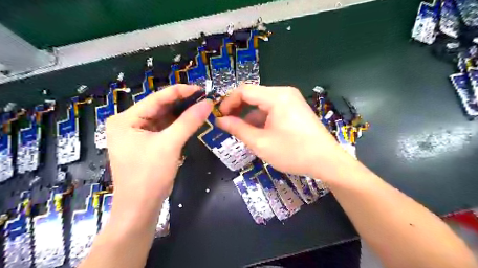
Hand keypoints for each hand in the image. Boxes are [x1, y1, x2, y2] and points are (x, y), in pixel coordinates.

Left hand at [108, 85, 211, 204]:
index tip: (201, 89)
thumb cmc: (149, 175)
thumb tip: (207, 103)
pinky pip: (164, 129)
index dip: (180, 92)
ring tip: (201, 108)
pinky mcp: (146, 144)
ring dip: (181, 114)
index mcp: (126, 119)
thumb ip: (189, 121)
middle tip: (204, 99)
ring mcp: (137, 134)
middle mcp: (128, 123)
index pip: (156, 98)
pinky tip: (191, 121)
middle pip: (159, 107)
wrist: (140, 208)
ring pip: (163, 118)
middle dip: (182, 103)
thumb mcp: (170, 144)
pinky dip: (178, 126)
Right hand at [216, 85, 347, 178]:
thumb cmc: (293, 152)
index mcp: (276, 97)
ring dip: (249, 116)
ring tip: (240, 131)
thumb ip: (237, 129)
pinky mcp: (295, 109)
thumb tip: (220, 120)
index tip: (219, 117)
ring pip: (262, 103)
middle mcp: (284, 93)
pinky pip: (272, 109)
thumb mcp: (260, 143)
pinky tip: (257, 132)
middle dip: (238, 109)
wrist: (327, 161)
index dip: (228, 102)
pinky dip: (261, 119)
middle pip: (253, 95)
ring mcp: (291, 101)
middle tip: (227, 124)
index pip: (244, 90)